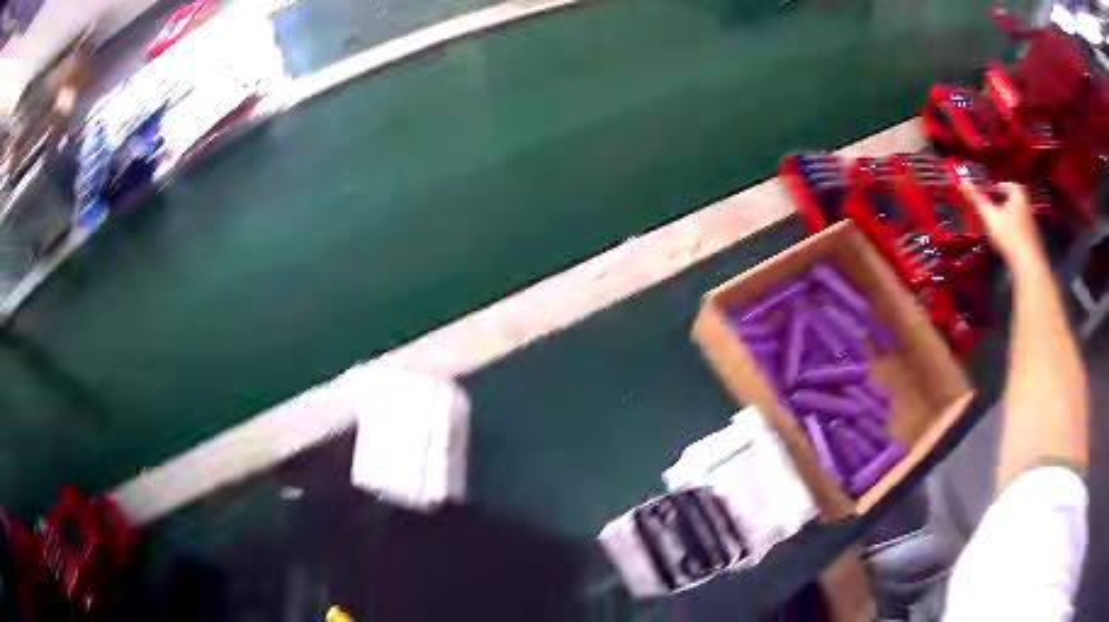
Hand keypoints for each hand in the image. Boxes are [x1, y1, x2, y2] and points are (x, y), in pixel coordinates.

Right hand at [958, 180, 1046, 271]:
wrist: (1029, 266)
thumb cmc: (1009, 236)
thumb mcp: (989, 216)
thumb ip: (976, 199)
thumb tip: (961, 181)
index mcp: (1018, 195)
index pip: (1007, 185)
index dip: (997, 187)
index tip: (988, 193)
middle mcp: (1027, 207)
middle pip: (1013, 201)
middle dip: (1003, 203)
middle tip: (992, 208)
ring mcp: (1032, 226)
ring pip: (1018, 217)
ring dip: (1008, 219)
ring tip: (998, 226)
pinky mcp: (1033, 242)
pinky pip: (1022, 232)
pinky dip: (1014, 233)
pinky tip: (1007, 242)